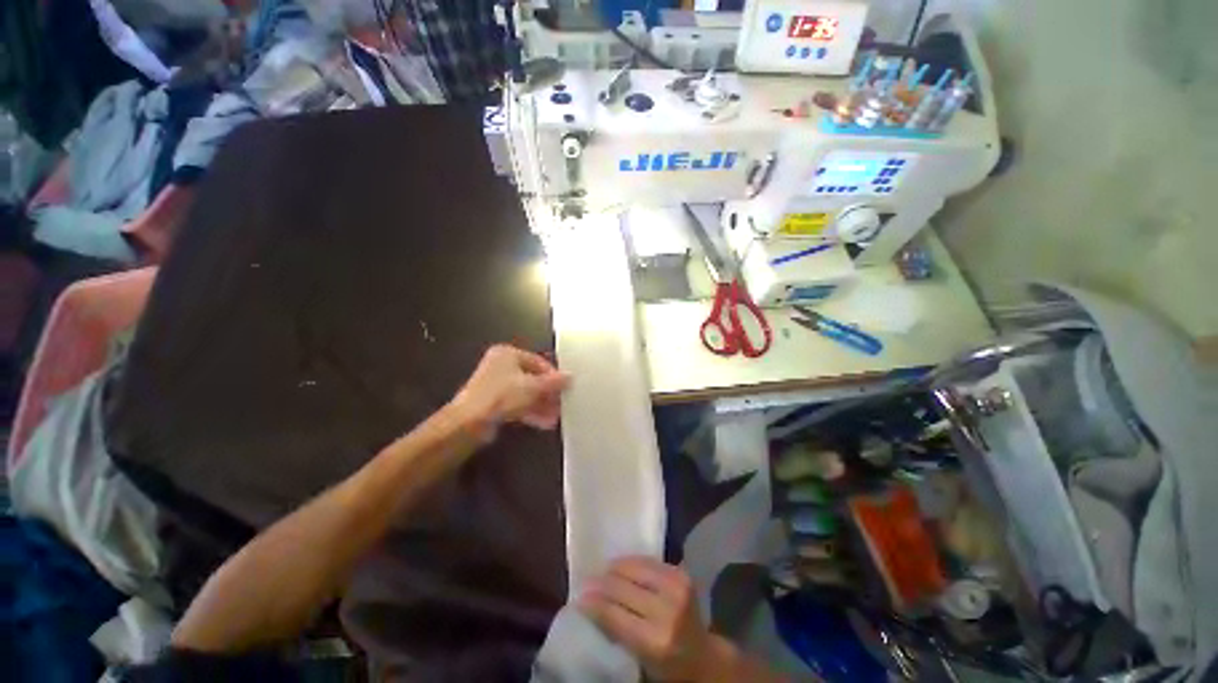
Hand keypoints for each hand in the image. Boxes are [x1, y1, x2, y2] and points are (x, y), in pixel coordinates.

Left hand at [451, 344, 569, 438]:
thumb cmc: (501, 396)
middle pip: (532, 378)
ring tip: (555, 417)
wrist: (469, 423)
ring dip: (541, 405)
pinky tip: (544, 423)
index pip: (538, 361)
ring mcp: (496, 386)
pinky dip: (530, 412)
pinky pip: (517, 404)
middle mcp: (500, 366)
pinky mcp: (493, 403)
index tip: (564, 387)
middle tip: (561, 403)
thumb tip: (570, 376)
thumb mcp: (533, 387)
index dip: (553, 375)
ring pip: (525, 393)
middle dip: (548, 393)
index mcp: (507, 354)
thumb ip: (554, 382)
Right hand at [578, 557, 714, 680]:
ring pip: (635, 567)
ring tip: (602, 571)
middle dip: (601, 583)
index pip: (614, 615)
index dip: (593, 603)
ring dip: (615, 568)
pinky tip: (621, 566)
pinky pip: (649, 561)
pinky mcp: (682, 573)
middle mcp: (667, 611)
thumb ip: (617, 631)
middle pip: (623, 587)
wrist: (704, 656)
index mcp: (656, 641)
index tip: (578, 597)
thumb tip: (589, 603)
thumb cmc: (667, 665)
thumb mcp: (640, 658)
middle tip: (586, 581)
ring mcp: (677, 587)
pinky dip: (632, 562)